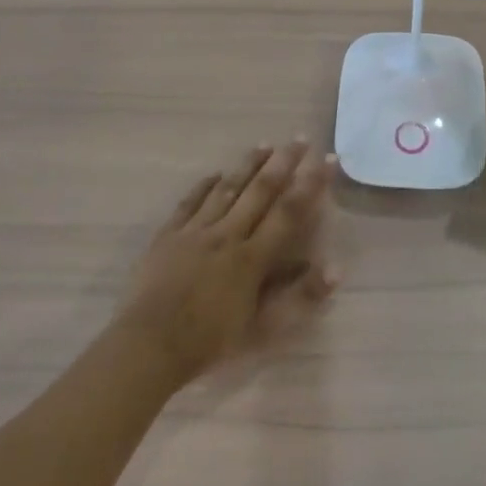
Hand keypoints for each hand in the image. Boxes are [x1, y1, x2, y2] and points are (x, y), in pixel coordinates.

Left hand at [119, 141, 336, 384]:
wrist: (148, 347)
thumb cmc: (210, 342)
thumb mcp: (264, 329)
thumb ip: (301, 298)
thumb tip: (337, 267)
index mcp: (253, 257)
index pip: (289, 212)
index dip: (312, 184)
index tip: (328, 159)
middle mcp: (228, 235)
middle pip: (260, 191)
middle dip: (283, 162)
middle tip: (300, 138)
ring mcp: (195, 232)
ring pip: (227, 189)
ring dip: (248, 165)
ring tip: (265, 144)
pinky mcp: (168, 237)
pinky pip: (189, 203)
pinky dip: (204, 186)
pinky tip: (215, 174)